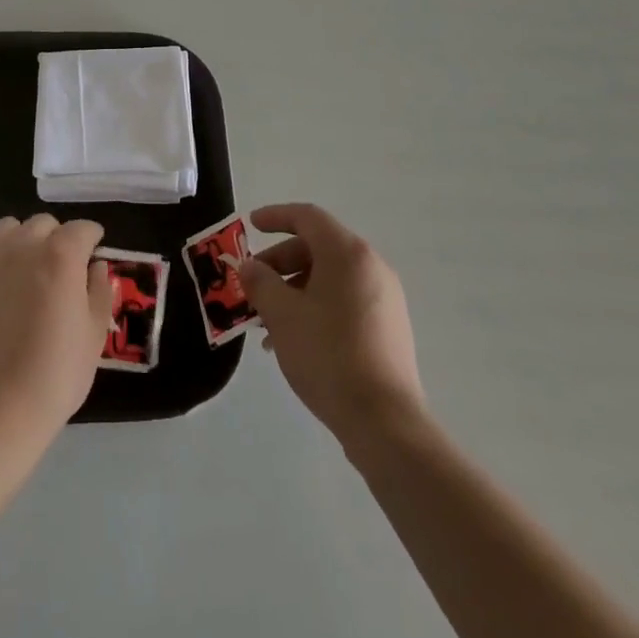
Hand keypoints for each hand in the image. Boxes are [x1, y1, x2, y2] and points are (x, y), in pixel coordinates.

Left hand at [0, 214, 112, 442]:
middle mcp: (20, 246)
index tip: (93, 252)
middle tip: (59, 270)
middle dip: (56, 239)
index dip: (92, 239)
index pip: (82, 229)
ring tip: (24, 275)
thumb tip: (95, 267)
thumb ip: (99, 291)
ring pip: (7, 231)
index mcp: (59, 255)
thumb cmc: (55, 375)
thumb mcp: (94, 336)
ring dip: (22, 243)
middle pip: (43, 224)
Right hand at [239, 203, 425, 443]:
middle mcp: (371, 266)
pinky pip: (344, 300)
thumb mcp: (282, 315)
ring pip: (330, 277)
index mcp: (348, 253)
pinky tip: (294, 340)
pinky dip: (316, 306)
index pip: (307, 217)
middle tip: (253, 284)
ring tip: (267, 321)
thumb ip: (260, 283)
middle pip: (318, 248)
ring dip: (294, 289)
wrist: (384, 421)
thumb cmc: (328, 355)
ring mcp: (384, 297)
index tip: (250, 226)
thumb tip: (250, 267)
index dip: (276, 217)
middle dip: (280, 262)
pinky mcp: (388, 327)